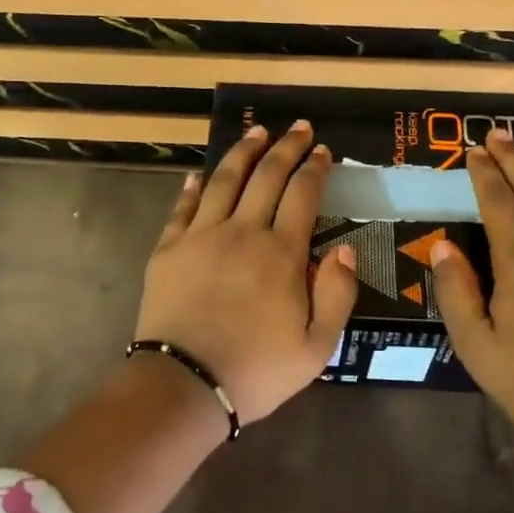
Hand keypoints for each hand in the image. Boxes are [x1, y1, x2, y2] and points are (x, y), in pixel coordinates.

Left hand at [136, 121, 358, 422]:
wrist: (185, 385)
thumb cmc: (256, 371)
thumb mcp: (316, 347)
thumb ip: (337, 294)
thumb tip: (344, 249)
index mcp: (282, 254)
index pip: (302, 195)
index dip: (314, 169)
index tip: (322, 150)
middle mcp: (242, 232)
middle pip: (266, 177)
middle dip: (285, 147)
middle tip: (297, 127)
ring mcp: (201, 237)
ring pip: (224, 180)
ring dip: (243, 153)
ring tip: (256, 132)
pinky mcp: (168, 249)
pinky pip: (183, 208)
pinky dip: (193, 187)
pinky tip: (198, 174)